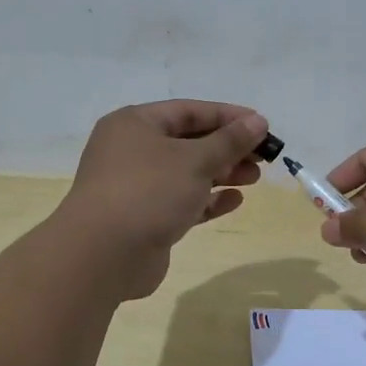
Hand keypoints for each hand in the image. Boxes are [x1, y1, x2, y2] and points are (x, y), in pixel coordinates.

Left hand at [57, 100, 268, 299]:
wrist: (103, 255)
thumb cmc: (148, 192)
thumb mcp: (195, 160)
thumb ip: (229, 141)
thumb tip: (258, 122)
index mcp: (135, 124)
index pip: (189, 111)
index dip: (228, 116)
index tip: (263, 126)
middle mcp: (132, 150)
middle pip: (189, 142)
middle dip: (227, 148)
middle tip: (263, 158)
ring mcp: (137, 186)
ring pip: (186, 173)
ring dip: (221, 173)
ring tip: (254, 178)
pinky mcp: (144, 218)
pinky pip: (181, 201)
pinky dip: (207, 200)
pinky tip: (234, 201)